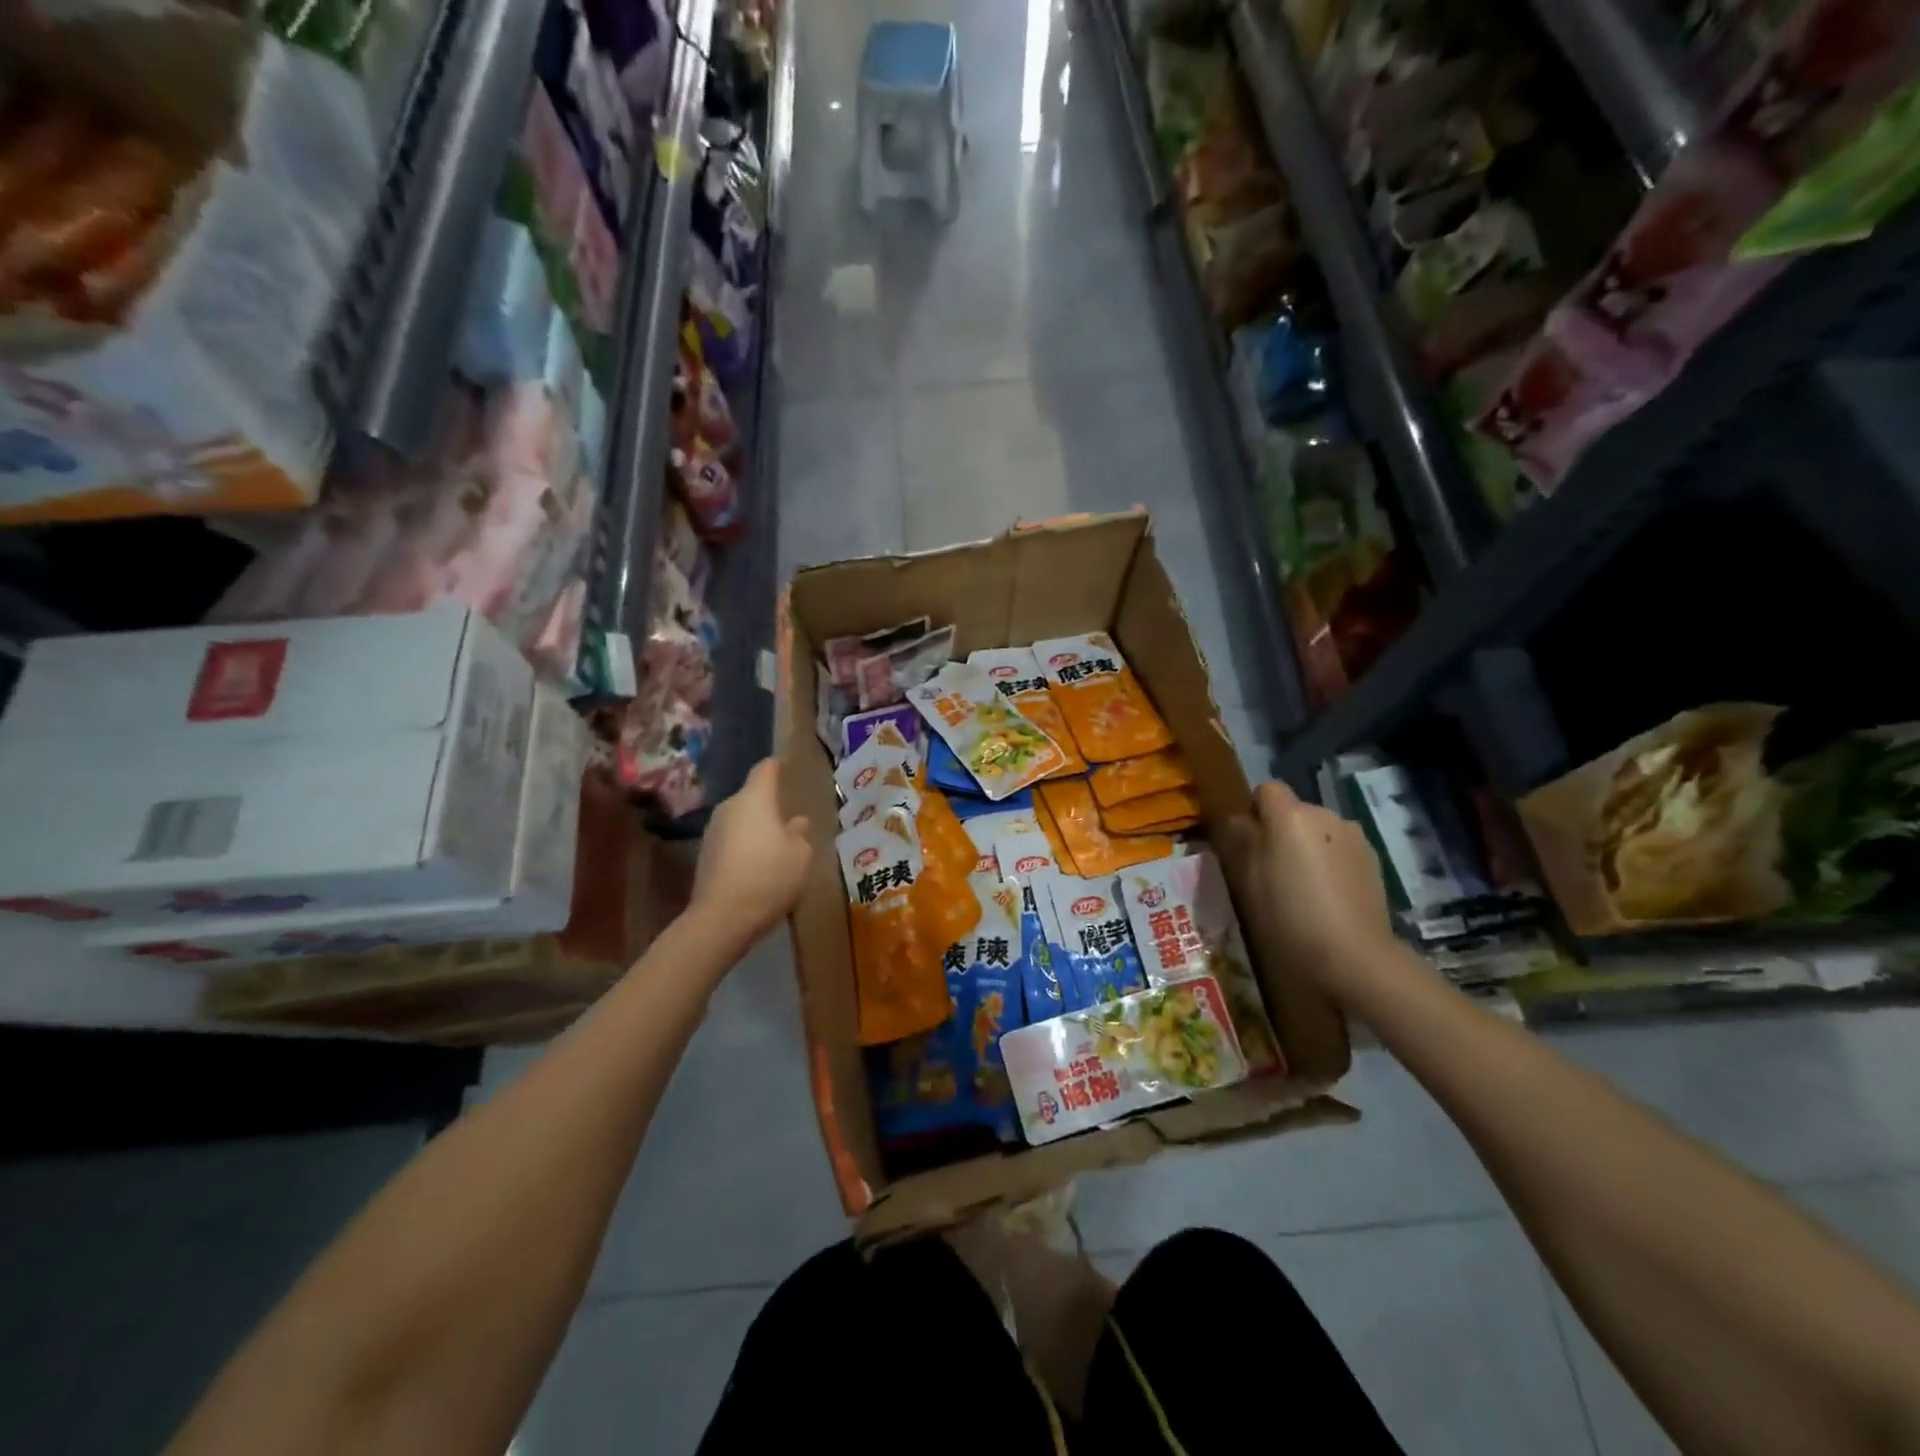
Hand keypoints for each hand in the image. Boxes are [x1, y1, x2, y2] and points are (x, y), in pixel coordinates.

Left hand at [690, 758, 812, 943]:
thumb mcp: (801, 856)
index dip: (778, 765)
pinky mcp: (706, 856)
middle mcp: (729, 808)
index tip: (788, 764)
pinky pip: (732, 841)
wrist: (722, 918)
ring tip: (778, 844)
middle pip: (752, 797)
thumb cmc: (770, 877)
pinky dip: (746, 847)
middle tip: (790, 816)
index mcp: (755, 799)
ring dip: (758, 828)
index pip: (766, 770)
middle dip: (770, 804)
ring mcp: (713, 832)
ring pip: (741, 820)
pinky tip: (760, 865)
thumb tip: (796, 823)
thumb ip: (800, 835)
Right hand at [1227, 781, 1396, 997]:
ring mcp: (1354, 836)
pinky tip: (1328, 897)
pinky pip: (1340, 849)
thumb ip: (1240, 841)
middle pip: (1295, 810)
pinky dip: (1331, 862)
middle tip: (1272, 870)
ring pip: (1320, 830)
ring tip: (1303, 886)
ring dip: (1309, 846)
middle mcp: (1325, 815)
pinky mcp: (1374, 860)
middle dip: (1282, 831)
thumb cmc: (1287, 917)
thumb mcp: (1247, 880)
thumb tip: (1239, 821)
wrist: (1352, 957)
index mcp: (1290, 816)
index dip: (1254, 811)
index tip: (1247, 842)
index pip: (1266, 790)